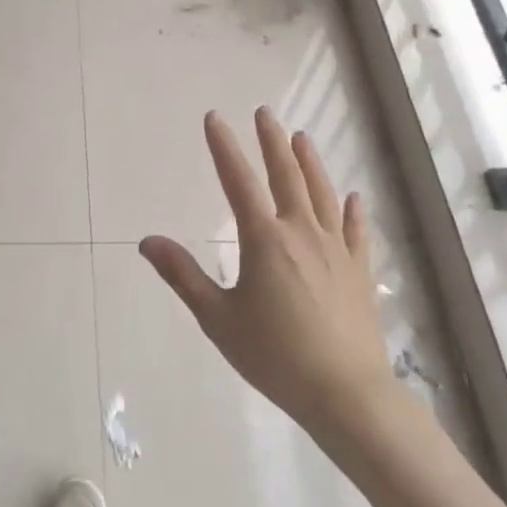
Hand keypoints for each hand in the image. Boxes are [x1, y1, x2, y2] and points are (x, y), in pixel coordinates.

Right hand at [139, 109, 398, 438]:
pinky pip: (355, 231)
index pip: (238, 181)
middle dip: (272, 141)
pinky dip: (352, 211)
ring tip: (301, 137)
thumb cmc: (274, 356)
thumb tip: (147, 241)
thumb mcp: (217, 318)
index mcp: (264, 240)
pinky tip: (352, 197)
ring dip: (309, 163)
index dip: (224, 147)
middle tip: (264, 113)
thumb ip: (183, 275)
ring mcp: (335, 250)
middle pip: (286, 176)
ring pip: (321, 194)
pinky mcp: (358, 271)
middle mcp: (301, 233)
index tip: (215, 118)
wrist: (345, 392)